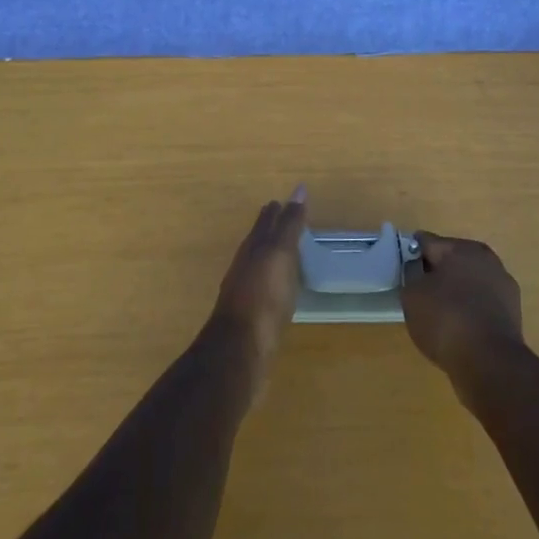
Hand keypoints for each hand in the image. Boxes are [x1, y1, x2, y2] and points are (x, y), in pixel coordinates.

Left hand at [207, 189, 306, 401]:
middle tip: (284, 219)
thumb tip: (298, 189)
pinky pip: (263, 288)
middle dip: (270, 228)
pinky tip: (279, 288)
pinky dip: (272, 280)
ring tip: (285, 252)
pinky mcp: (251, 316)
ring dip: (271, 254)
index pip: (266, 221)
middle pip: (259, 240)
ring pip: (259, 264)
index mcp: (253, 247)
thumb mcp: (280, 254)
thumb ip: (289, 224)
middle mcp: (246, 265)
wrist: (240, 349)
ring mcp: (245, 291)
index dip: (277, 210)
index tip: (284, 200)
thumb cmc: (264, 296)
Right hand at [402, 231, 524, 385]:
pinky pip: (481, 305)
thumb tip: (418, 276)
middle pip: (451, 261)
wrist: (490, 363)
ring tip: (437, 316)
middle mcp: (486, 259)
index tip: (401, 271)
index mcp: (461, 248)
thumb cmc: (446, 319)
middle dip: (435, 273)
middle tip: (418, 294)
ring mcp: (503, 287)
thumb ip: (411, 277)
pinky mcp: (512, 314)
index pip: (427, 242)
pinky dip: (470, 312)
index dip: (410, 255)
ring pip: (469, 283)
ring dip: (455, 293)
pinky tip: (458, 330)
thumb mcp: (412, 295)